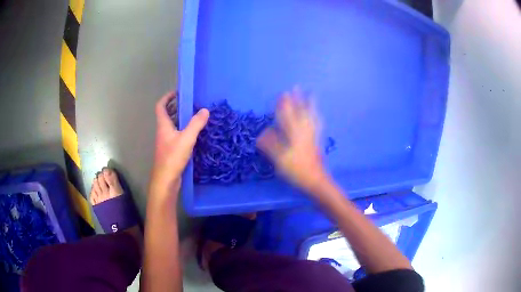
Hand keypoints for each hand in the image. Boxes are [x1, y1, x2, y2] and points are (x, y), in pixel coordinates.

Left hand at [149, 92, 208, 200]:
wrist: (166, 180)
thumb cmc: (173, 157)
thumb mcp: (186, 138)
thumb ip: (196, 124)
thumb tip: (205, 110)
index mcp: (163, 125)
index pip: (160, 106)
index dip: (167, 97)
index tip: (177, 92)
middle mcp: (163, 132)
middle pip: (166, 115)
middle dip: (175, 106)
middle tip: (189, 103)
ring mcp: (166, 141)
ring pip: (172, 125)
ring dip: (180, 118)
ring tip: (194, 115)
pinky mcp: (171, 150)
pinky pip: (176, 135)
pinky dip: (183, 130)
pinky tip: (194, 133)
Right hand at [257, 88, 328, 193]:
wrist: (315, 179)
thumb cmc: (296, 170)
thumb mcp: (279, 159)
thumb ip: (270, 145)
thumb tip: (263, 132)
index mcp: (294, 134)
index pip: (287, 116)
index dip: (284, 105)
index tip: (282, 94)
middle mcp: (304, 131)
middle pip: (300, 111)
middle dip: (297, 99)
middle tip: (296, 87)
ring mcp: (312, 135)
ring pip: (311, 115)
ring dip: (309, 103)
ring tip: (311, 94)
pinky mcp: (317, 139)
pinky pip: (317, 123)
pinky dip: (316, 115)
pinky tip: (316, 114)